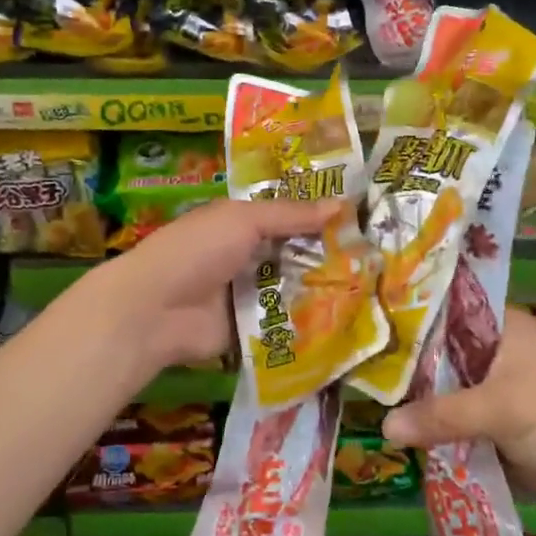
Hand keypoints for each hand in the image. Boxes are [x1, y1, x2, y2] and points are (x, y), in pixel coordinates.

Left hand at [67, 197, 347, 377]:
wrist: (156, 309)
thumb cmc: (197, 250)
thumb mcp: (244, 220)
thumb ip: (290, 214)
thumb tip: (341, 204)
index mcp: (240, 225)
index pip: (287, 218)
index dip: (320, 219)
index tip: (364, 221)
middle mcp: (247, 258)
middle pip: (294, 256)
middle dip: (330, 258)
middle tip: (379, 261)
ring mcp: (248, 296)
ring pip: (294, 291)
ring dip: (325, 292)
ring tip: (375, 292)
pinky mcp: (250, 331)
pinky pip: (285, 325)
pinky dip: (309, 325)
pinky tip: (350, 324)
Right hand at [381, 308, 535, 524]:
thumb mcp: (500, 410)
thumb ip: (441, 416)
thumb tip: (384, 428)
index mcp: (500, 326)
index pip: (444, 308)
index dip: (407, 313)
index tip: (364, 318)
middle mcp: (492, 349)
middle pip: (437, 350)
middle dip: (402, 361)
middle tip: (353, 362)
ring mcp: (491, 387)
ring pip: (440, 386)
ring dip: (413, 396)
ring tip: (361, 393)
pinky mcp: (491, 422)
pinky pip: (449, 417)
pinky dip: (428, 423)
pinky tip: (393, 426)